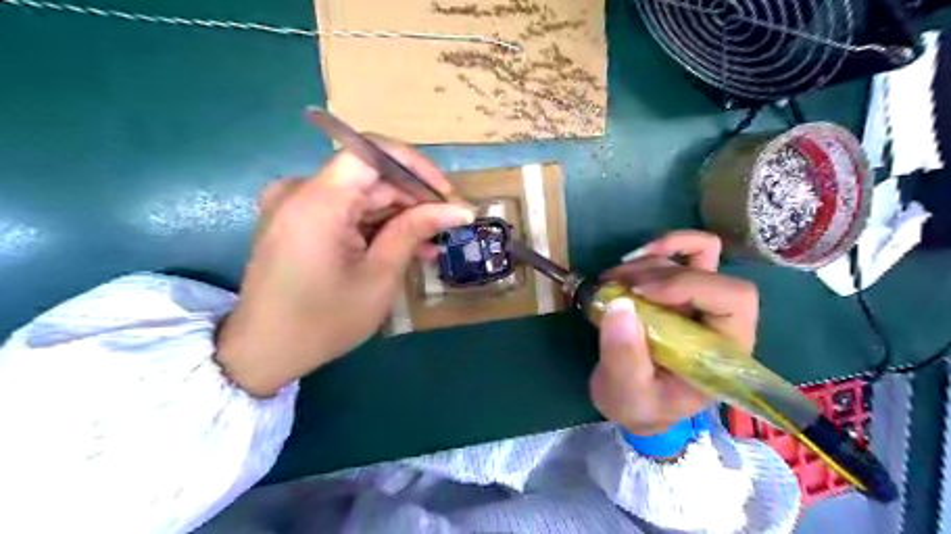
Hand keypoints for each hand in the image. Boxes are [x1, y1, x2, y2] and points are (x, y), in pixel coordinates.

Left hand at [210, 137, 471, 395]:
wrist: (264, 352)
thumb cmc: (324, 320)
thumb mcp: (379, 276)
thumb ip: (415, 231)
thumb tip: (459, 209)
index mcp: (318, 201)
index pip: (372, 152)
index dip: (415, 166)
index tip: (445, 195)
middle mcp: (300, 190)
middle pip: (369, 177)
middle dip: (412, 199)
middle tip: (448, 225)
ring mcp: (296, 205)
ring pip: (361, 195)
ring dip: (398, 216)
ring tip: (432, 244)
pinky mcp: (297, 221)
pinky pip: (345, 211)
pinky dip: (375, 226)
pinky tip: (404, 247)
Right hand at [587, 231, 759, 435]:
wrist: (634, 402)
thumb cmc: (640, 405)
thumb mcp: (627, 393)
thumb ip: (624, 357)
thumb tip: (619, 305)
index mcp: (724, 349)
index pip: (733, 299)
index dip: (688, 285)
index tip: (638, 294)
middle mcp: (719, 319)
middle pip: (708, 271)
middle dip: (657, 274)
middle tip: (614, 287)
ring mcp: (700, 300)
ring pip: (689, 257)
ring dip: (644, 263)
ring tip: (608, 283)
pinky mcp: (679, 290)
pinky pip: (684, 253)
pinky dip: (657, 249)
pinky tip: (628, 262)